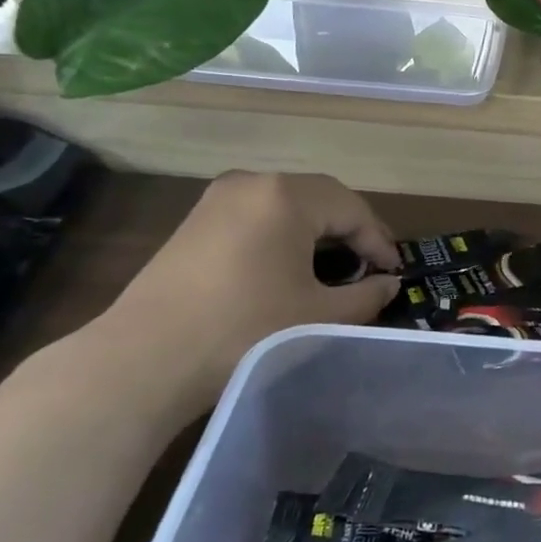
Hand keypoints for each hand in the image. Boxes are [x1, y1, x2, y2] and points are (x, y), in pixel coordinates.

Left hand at [91, 172, 400, 416]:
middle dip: (350, 232)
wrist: (145, 359)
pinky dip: (283, 236)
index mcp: (286, 195)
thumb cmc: (245, 330)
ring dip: (317, 233)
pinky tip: (288, 269)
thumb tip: (388, 284)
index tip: (395, 273)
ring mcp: (218, 199)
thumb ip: (365, 296)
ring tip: (335, 270)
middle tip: (371, 268)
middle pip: (320, 199)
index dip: (379, 241)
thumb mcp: (318, 316)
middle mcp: (253, 182)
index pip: (351, 208)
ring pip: (286, 206)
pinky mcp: (196, 221)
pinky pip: (256, 217)